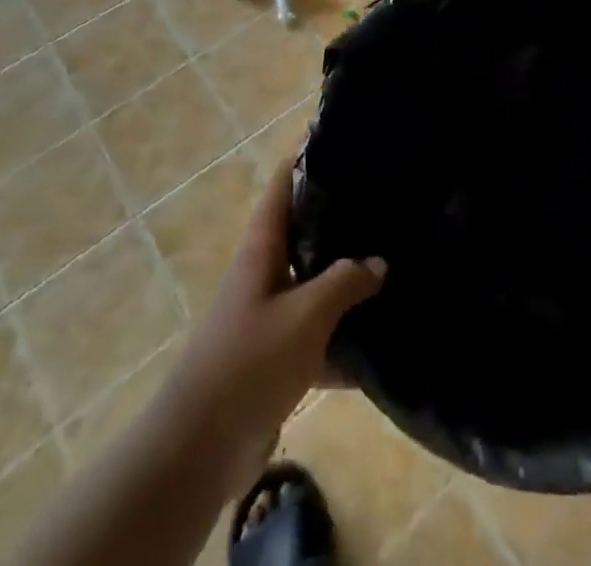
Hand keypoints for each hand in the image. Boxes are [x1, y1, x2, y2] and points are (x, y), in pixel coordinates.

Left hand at [175, 161, 384, 491]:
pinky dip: (342, 344)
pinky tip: (379, 349)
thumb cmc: (249, 363)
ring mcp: (267, 319)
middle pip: (303, 233)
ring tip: (393, 266)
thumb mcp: (306, 314)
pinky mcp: (274, 362)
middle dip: (340, 219)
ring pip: (314, 287)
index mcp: (261, 249)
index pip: (283, 185)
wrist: (197, 452)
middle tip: (384, 203)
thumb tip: (379, 263)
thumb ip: (346, 281)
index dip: (306, 157)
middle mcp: (263, 275)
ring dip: (346, 284)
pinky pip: (316, 341)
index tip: (341, 138)